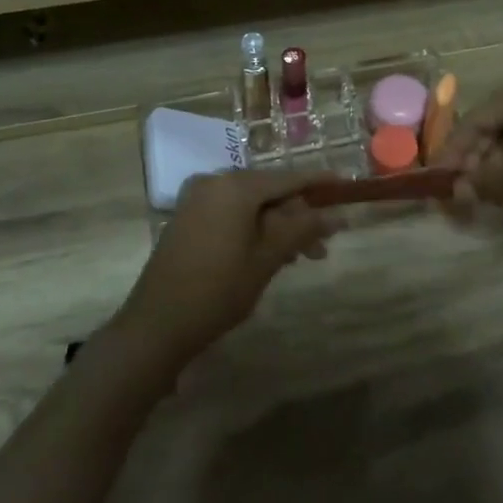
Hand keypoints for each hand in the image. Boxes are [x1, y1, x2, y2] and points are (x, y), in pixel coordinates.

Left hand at [112, 170, 333, 369]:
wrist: (157, 324)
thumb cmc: (219, 289)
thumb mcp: (267, 258)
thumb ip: (302, 229)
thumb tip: (337, 215)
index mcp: (235, 186)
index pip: (288, 178)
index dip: (319, 182)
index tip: (346, 184)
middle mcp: (214, 182)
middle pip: (269, 191)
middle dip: (297, 217)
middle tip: (320, 249)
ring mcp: (197, 199)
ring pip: (250, 205)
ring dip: (276, 227)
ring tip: (297, 259)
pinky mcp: (187, 217)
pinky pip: (230, 213)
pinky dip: (252, 228)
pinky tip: (267, 254)